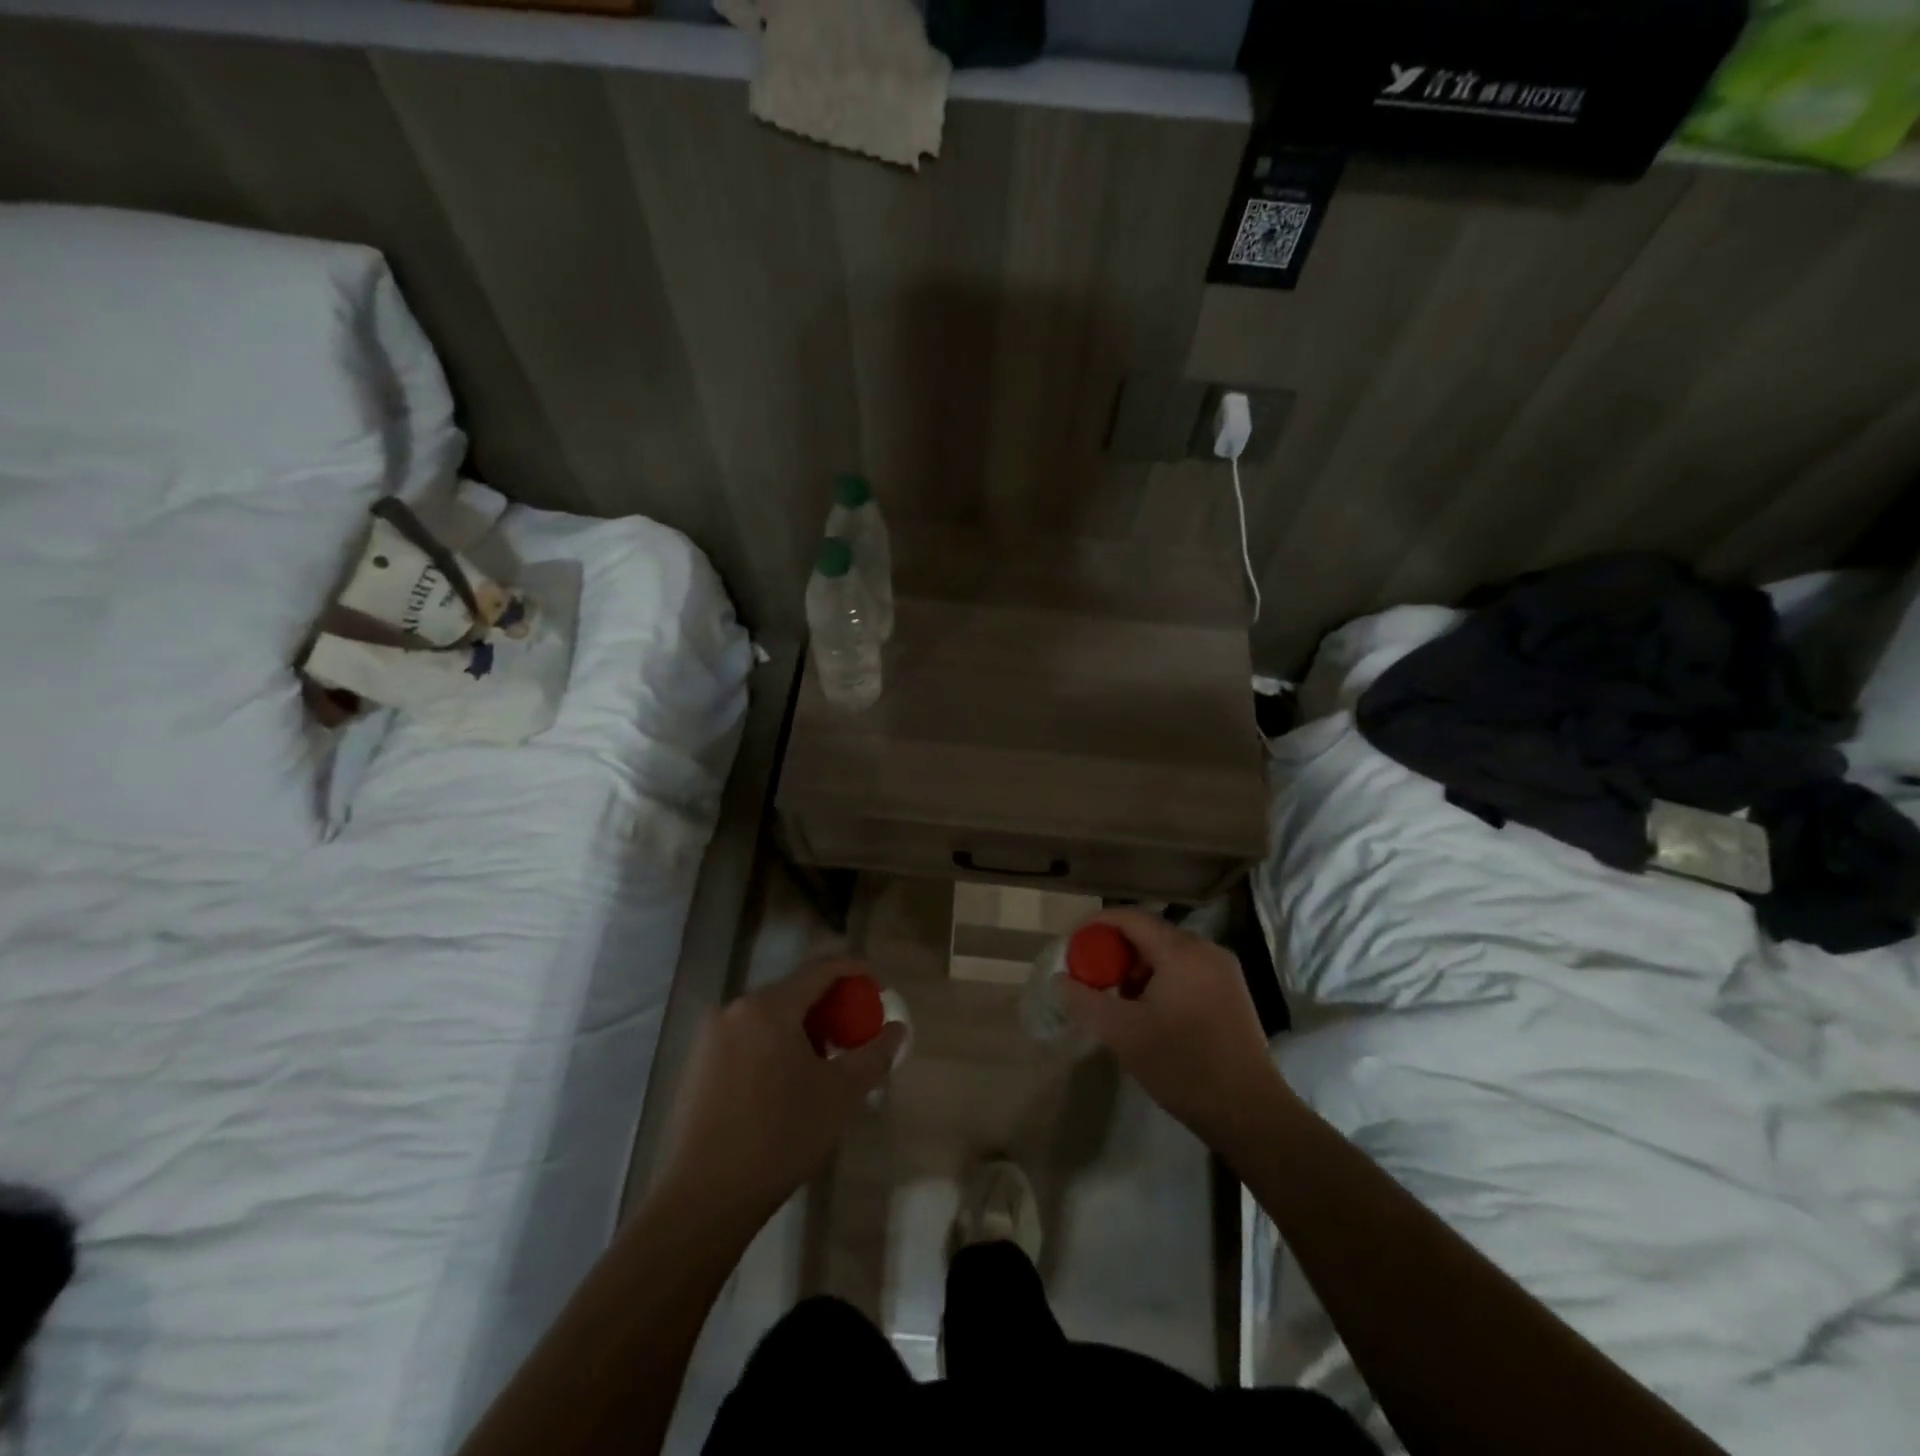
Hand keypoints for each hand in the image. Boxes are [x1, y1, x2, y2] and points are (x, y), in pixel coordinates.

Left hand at [656, 958, 905, 1226]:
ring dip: (801, 1028)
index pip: (820, 969)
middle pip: (793, 992)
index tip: (877, 985)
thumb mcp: (839, 1094)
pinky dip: (773, 1045)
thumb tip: (898, 1029)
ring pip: (768, 1017)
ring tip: (823, 1063)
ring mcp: (710, 1036)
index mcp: (769, 1006)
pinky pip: (746, 1038)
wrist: (703, 1199)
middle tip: (853, 1033)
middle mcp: (735, 1009)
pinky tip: (786, 1082)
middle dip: (828, 1006)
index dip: (853, 970)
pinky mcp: (697, 1064)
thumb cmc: (779, 1137)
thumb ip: (873, 1054)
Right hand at [1062, 910, 1289, 1149]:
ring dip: (1135, 969)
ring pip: (1166, 954)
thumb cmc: (1183, 1066)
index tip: (1070, 947)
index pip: (1129, 918)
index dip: (1094, 927)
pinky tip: (1148, 1014)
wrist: (1250, 1113)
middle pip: (1148, 934)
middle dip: (1113, 952)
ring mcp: (1223, 971)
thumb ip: (1085, 1001)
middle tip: (1091, 980)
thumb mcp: (1123, 1034)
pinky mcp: (1230, 992)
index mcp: (1181, 951)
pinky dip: (1159, 981)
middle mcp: (1206, 950)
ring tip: (1117, 1002)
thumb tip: (1061, 979)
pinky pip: (1185, 971)